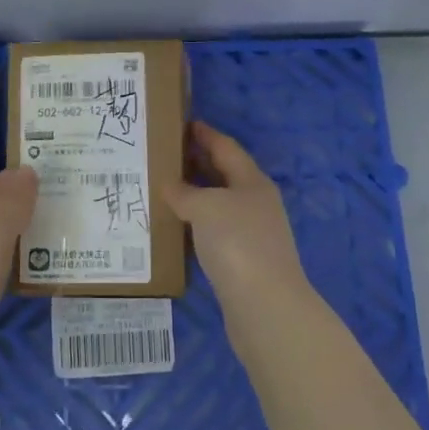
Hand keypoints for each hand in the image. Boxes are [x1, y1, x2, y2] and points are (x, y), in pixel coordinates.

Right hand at [166, 123, 309, 312]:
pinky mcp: (244, 261)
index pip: (226, 147)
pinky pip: (215, 231)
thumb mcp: (205, 207)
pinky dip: (196, 223)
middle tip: (165, 154)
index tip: (182, 123)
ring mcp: (252, 233)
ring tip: (163, 188)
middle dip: (197, 163)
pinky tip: (177, 227)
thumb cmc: (237, 243)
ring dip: (195, 195)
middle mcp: (256, 202)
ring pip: (219, 204)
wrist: (265, 306)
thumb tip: (169, 185)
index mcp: (252, 181)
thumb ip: (184, 192)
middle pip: (224, 174)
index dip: (205, 134)